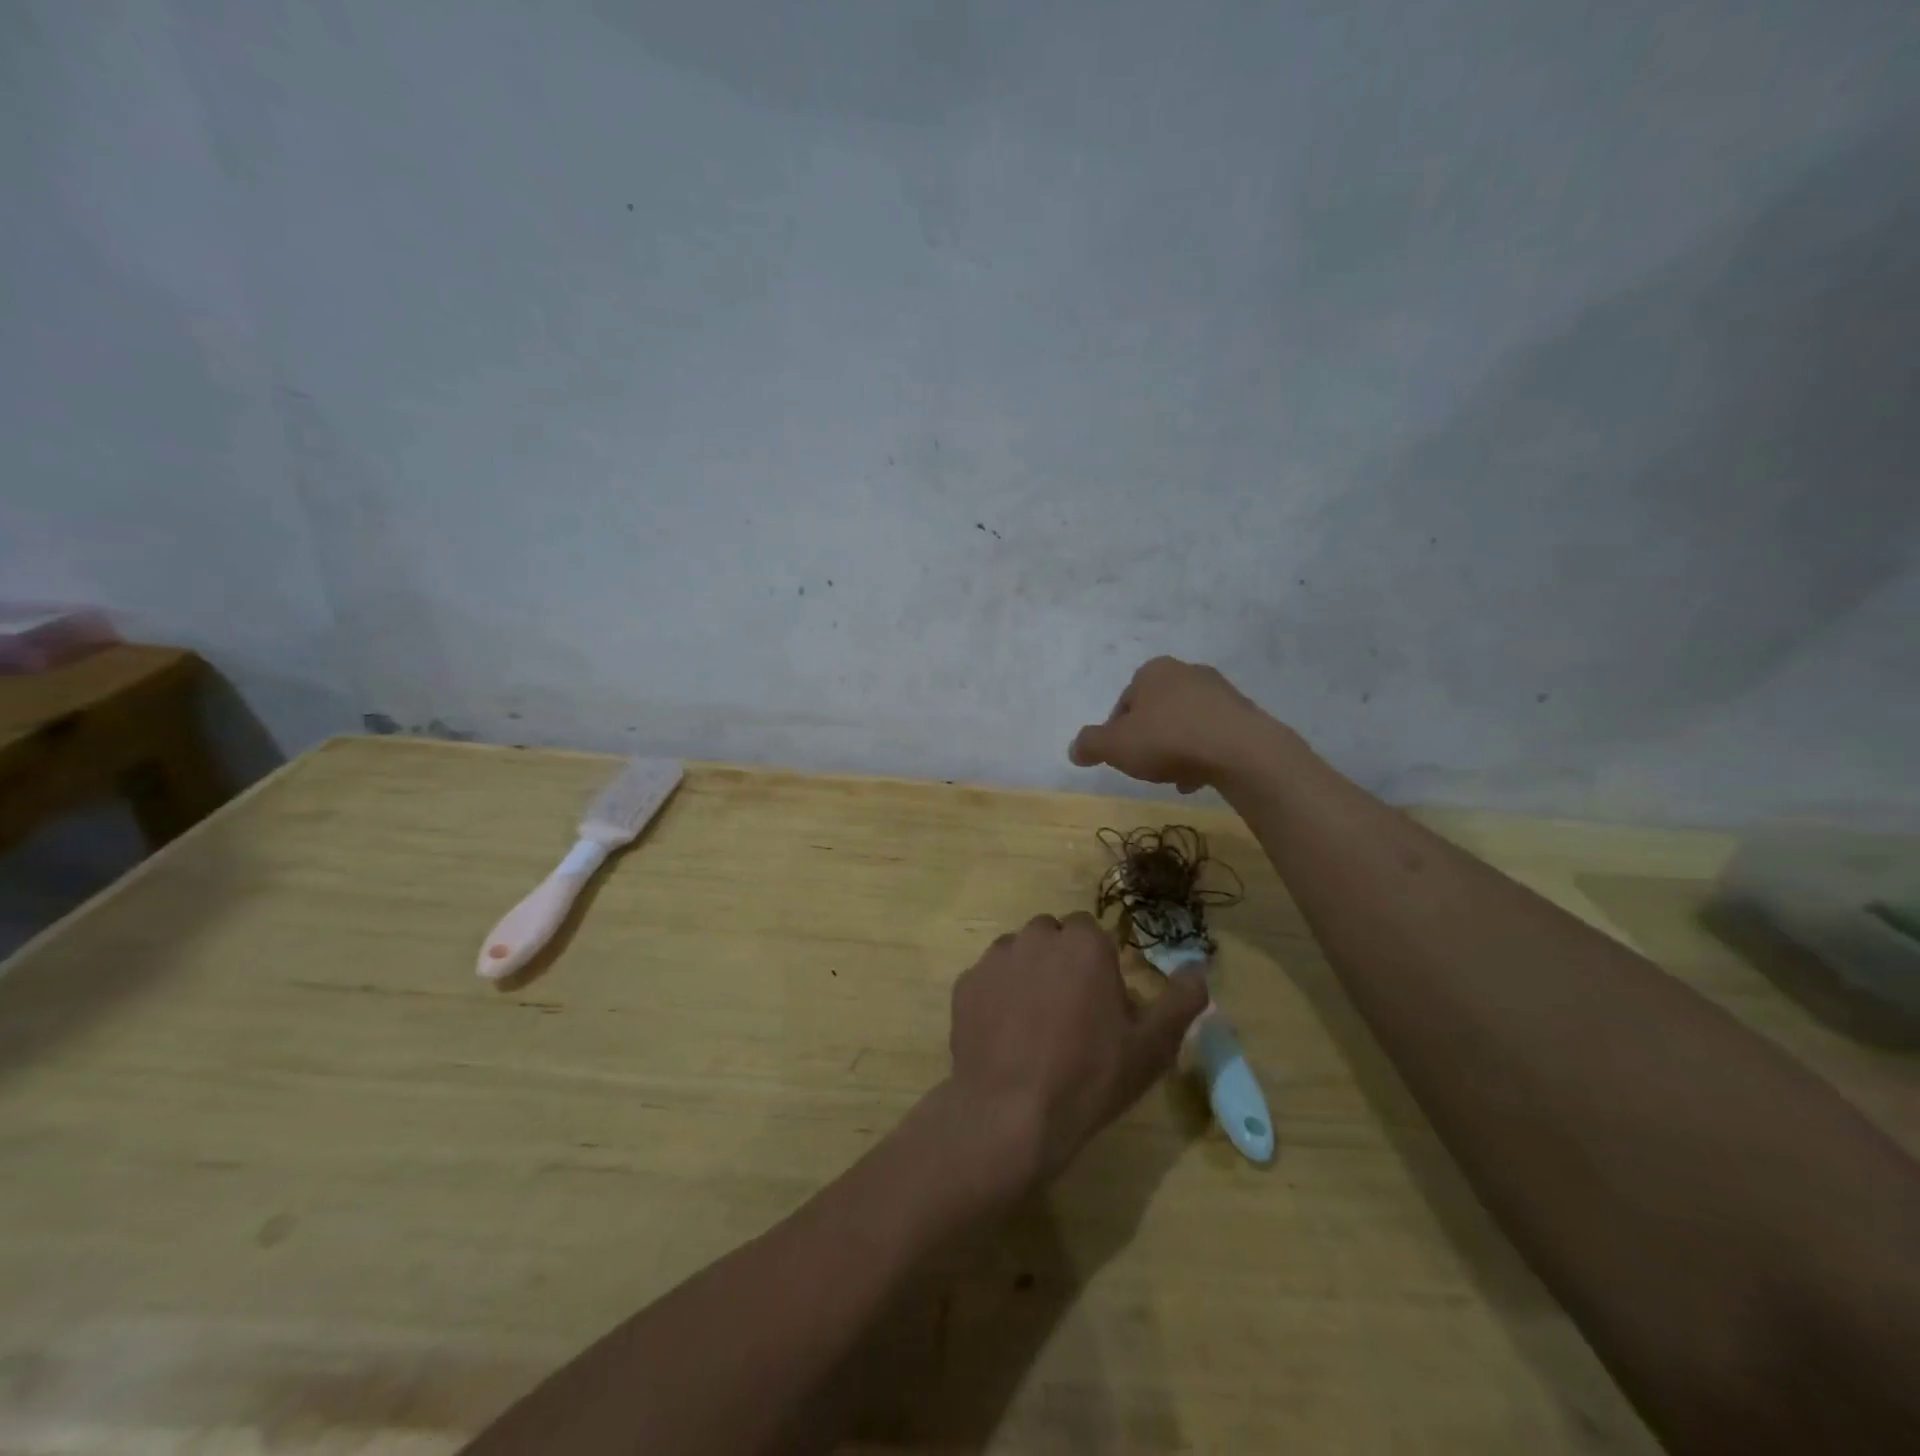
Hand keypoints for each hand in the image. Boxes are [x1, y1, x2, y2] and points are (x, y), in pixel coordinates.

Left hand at [948, 912, 1207, 1184]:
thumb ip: (1181, 999)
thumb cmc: (1091, 1076)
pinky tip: (1005, 1037)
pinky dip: (997, 997)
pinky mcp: (965, 984)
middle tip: (1070, 1013)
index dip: (1097, 963)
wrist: (1011, 1113)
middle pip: (1052, 937)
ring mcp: (995, 959)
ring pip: (1018, 954)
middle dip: (1061, 962)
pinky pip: (988, 980)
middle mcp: (1036, 937)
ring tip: (1034, 1026)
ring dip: (1028, 975)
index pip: (1090, 932)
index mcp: (1083, 942)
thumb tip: (1200, 966)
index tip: (1101, 1001)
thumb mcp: (1152, 1045)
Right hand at [1069, 656, 1277, 791]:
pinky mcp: (1244, 713)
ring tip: (1175, 778)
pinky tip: (1200, 778)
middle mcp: (1186, 672)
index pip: (1124, 703)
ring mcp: (1219, 691)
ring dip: (1176, 749)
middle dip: (1149, 740)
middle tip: (1147, 768)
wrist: (1240, 750)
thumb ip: (1090, 745)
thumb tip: (1074, 749)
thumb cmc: (1168, 740)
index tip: (1122, 757)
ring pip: (1185, 724)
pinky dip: (1203, 753)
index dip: (1117, 733)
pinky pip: (1212, 735)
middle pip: (1156, 713)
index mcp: (1152, 671)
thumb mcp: (1115, 746)